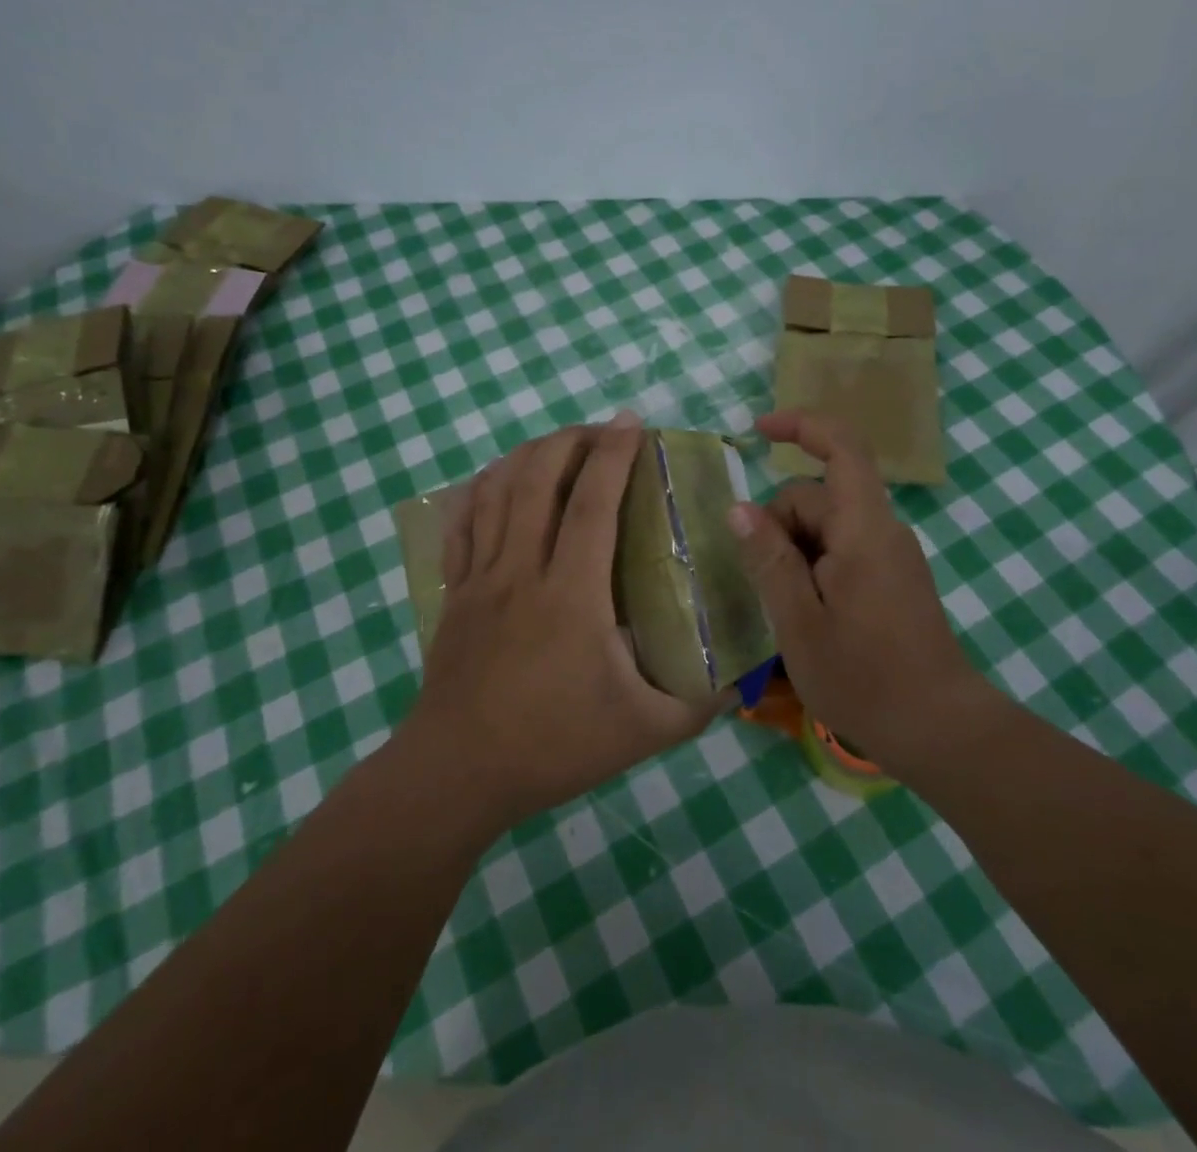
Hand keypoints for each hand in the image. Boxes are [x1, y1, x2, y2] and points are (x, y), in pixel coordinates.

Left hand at [401, 414, 725, 835]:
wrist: (457, 774)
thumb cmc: (553, 747)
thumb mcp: (643, 733)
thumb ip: (698, 707)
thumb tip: (741, 685)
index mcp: (571, 595)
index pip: (592, 504)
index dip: (613, 455)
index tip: (631, 422)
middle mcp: (522, 571)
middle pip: (537, 481)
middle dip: (569, 441)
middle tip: (599, 430)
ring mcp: (481, 579)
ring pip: (497, 493)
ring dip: (527, 456)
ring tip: (556, 444)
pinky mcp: (455, 593)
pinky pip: (461, 525)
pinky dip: (479, 490)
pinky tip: (495, 479)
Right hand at [730, 411, 991, 774]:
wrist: (941, 730)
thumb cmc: (865, 679)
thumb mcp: (799, 622)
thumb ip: (769, 560)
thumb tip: (739, 508)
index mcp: (864, 530)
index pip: (842, 448)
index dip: (801, 426)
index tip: (757, 432)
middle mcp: (883, 531)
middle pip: (819, 496)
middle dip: (779, 524)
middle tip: (762, 585)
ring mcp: (892, 555)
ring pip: (827, 527)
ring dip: (794, 552)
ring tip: (783, 610)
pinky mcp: (894, 579)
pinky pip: (843, 551)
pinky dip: (813, 567)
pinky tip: (805, 614)